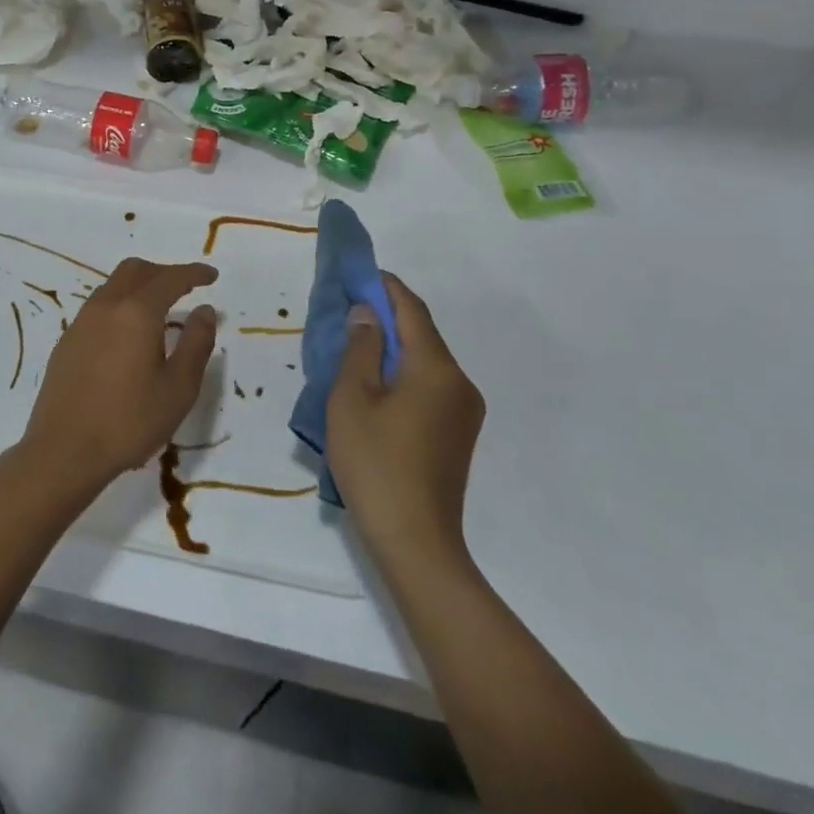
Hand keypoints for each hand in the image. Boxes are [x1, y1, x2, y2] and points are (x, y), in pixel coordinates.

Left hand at [16, 258, 218, 497]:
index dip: (193, 273)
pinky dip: (120, 305)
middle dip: (164, 272)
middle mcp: (105, 306)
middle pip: (136, 270)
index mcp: (136, 312)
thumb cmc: (130, 421)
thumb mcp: (178, 388)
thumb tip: (204, 310)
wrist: (64, 450)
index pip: (170, 278)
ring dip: (139, 287)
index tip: (211, 275)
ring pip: (113, 286)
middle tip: (186, 288)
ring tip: (160, 312)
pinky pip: (99, 307)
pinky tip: (129, 335)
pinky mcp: (67, 341)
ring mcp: (81, 322)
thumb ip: (196, 343)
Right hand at [327, 273, 484, 567]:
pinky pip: (429, 386)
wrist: (415, 540)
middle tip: (349, 310)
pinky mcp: (458, 434)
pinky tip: (376, 385)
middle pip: (422, 335)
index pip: (412, 311)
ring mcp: (464, 411)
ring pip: (425, 362)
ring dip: (393, 347)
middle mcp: (460, 383)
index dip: (386, 287)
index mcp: (436, 369)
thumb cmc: (375, 463)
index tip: (360, 273)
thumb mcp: (352, 399)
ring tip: (355, 346)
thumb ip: (360, 349)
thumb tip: (368, 314)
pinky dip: (402, 373)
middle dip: (387, 317)